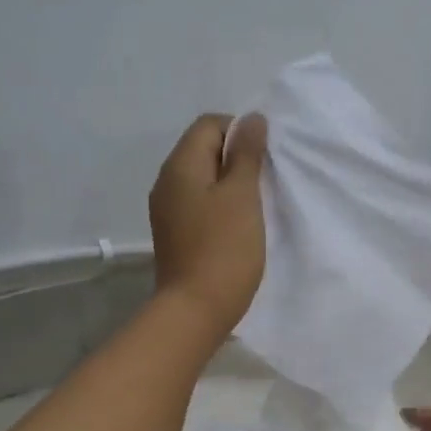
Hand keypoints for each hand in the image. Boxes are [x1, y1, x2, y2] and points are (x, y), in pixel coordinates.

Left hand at [149, 113, 267, 337]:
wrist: (195, 310)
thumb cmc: (224, 249)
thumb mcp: (242, 196)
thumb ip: (246, 154)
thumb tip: (251, 119)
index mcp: (180, 165)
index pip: (209, 124)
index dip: (240, 132)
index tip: (264, 159)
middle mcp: (167, 182)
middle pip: (203, 149)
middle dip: (236, 158)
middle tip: (264, 182)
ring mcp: (167, 210)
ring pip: (202, 179)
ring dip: (229, 184)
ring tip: (254, 206)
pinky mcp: (175, 234)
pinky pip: (198, 204)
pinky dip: (219, 206)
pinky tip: (237, 226)